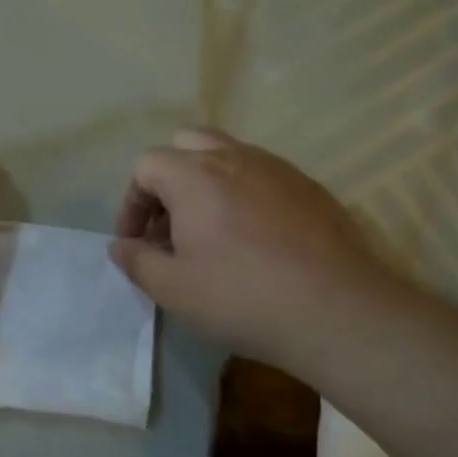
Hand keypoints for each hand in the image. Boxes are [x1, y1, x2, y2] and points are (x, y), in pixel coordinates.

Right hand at [108, 129, 408, 376]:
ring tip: (209, 232)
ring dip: (206, 184)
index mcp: (194, 175)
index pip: (146, 166)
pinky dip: (243, 193)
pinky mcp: (310, 187)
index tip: (135, 242)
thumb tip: (119, 246)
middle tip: (170, 226)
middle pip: (186, 145)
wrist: (339, 311)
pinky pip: (263, 175)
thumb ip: (137, 262)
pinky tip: (254, 238)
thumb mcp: (174, 290)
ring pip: (228, 155)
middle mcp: (235, 157)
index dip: (131, 203)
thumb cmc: (242, 297)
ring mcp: (278, 168)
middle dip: (167, 180)